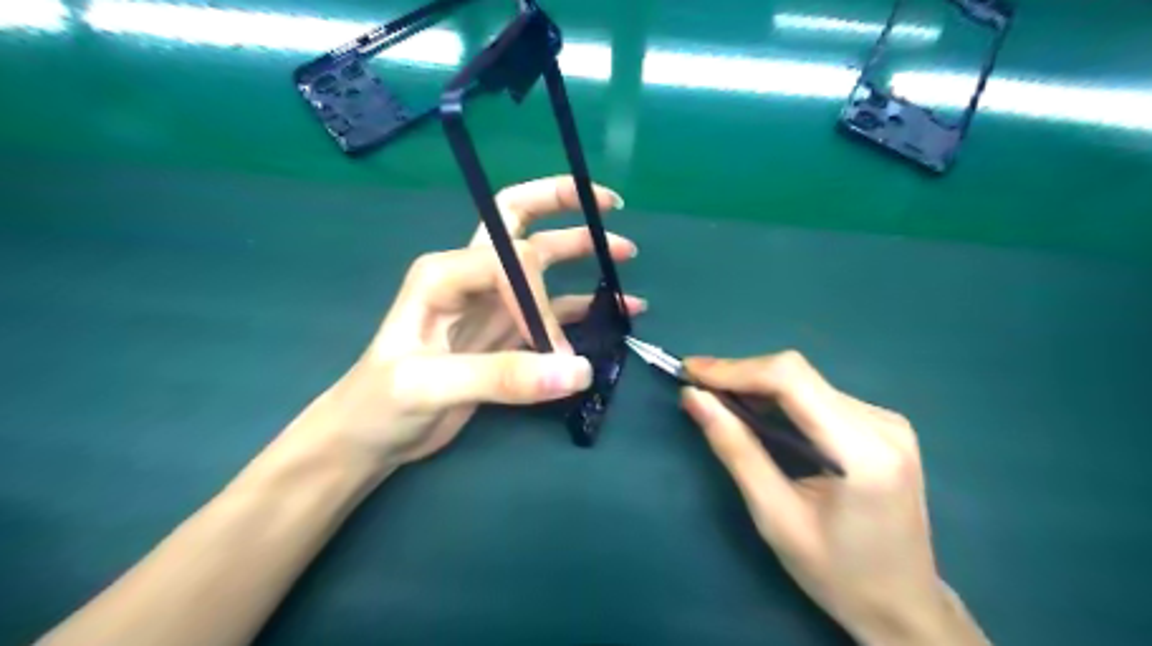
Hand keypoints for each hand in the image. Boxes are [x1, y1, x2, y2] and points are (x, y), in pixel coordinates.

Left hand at [288, 176, 644, 470]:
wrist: (370, 436)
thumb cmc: (381, 403)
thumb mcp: (429, 386)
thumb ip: (502, 377)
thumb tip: (578, 370)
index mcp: (445, 272)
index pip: (513, 263)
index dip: (541, 301)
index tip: (553, 348)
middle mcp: (471, 276)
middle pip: (519, 220)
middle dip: (561, 203)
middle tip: (608, 203)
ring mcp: (492, 303)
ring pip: (543, 263)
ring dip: (583, 251)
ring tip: (626, 253)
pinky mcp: (507, 332)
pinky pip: (554, 309)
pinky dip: (586, 306)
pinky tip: (619, 309)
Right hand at [682, 354, 989, 645]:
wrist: (903, 606)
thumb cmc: (836, 574)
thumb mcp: (775, 517)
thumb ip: (735, 450)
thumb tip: (695, 398)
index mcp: (864, 451)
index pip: (792, 380)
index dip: (735, 369)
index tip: (690, 371)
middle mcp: (883, 424)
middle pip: (798, 375)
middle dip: (741, 376)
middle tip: (697, 386)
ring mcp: (887, 422)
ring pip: (806, 381)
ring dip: (757, 386)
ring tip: (717, 398)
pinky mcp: (882, 426)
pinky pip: (818, 395)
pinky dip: (779, 398)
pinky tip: (756, 412)